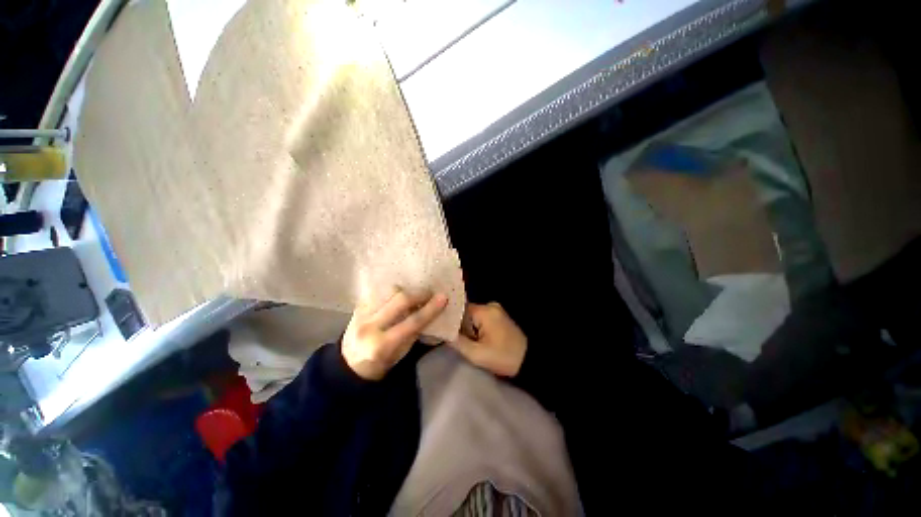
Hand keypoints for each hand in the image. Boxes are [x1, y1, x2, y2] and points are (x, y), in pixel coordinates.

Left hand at [342, 288, 447, 380]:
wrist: (348, 365)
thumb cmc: (380, 364)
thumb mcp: (401, 354)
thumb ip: (414, 332)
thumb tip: (429, 310)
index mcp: (381, 345)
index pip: (412, 322)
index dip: (430, 309)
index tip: (443, 298)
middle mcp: (369, 326)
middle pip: (400, 300)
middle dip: (419, 294)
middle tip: (430, 294)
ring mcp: (360, 314)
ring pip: (389, 291)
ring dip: (405, 291)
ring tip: (414, 295)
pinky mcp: (357, 306)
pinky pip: (380, 292)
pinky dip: (393, 293)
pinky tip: (399, 297)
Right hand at [450, 302, 526, 376]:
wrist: (529, 361)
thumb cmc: (503, 357)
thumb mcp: (477, 354)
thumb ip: (457, 342)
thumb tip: (443, 332)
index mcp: (485, 311)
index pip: (459, 309)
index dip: (449, 319)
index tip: (440, 327)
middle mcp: (490, 305)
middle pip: (466, 312)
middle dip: (458, 325)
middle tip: (449, 337)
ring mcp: (496, 310)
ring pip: (472, 316)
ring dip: (467, 327)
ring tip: (459, 339)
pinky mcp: (498, 316)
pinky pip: (480, 318)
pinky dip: (475, 327)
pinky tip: (472, 338)